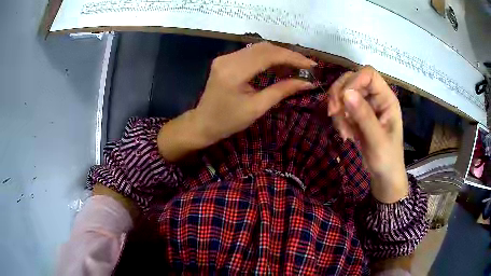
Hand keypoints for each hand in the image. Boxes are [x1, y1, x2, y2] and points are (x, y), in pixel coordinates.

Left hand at [158, 42, 315, 161]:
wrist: (203, 123)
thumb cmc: (228, 121)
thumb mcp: (257, 108)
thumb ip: (282, 91)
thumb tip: (307, 82)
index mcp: (234, 72)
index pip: (268, 56)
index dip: (292, 58)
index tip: (311, 65)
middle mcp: (228, 59)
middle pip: (264, 48)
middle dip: (288, 55)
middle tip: (306, 66)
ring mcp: (225, 57)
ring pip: (258, 48)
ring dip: (279, 55)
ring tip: (297, 66)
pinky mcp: (226, 59)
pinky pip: (251, 53)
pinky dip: (268, 57)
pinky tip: (280, 65)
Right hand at [328, 66, 408, 202]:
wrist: (383, 175)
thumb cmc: (387, 159)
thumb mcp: (377, 140)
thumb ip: (364, 116)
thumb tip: (346, 93)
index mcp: (386, 98)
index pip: (368, 74)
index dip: (353, 80)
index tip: (342, 99)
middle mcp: (375, 97)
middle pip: (352, 79)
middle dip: (339, 94)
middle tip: (333, 112)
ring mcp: (365, 106)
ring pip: (343, 93)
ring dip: (338, 110)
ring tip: (344, 132)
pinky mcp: (357, 115)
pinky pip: (341, 108)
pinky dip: (338, 119)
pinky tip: (346, 134)